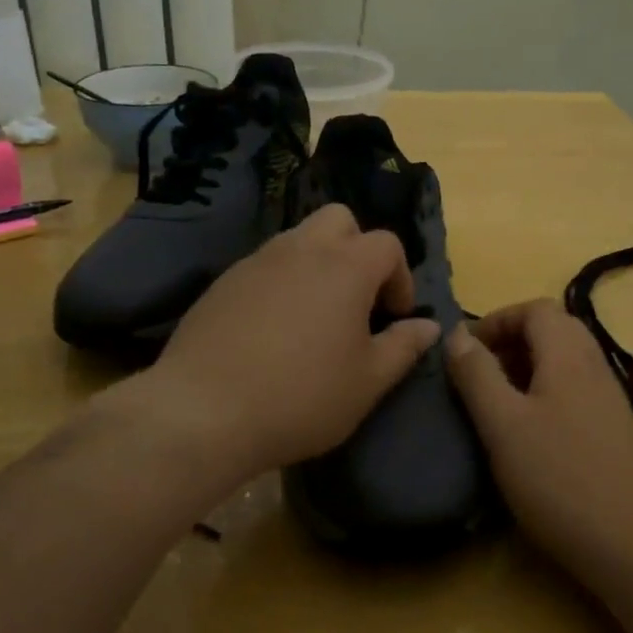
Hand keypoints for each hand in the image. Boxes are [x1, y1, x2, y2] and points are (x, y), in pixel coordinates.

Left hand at [148, 204, 439, 481]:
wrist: (203, 412)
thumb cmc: (301, 397)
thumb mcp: (368, 382)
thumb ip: (404, 347)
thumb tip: (429, 326)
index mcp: (345, 266)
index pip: (387, 244)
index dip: (400, 276)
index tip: (394, 316)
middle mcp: (301, 249)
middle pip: (340, 220)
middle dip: (358, 250)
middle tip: (357, 299)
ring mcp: (256, 261)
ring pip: (299, 238)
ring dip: (318, 263)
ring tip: (316, 316)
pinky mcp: (223, 282)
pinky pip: (265, 265)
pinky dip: (282, 281)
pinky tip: (274, 329)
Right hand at [445, 299, 632, 587]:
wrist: (632, 544)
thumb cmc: (558, 478)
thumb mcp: (503, 424)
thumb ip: (477, 374)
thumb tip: (456, 334)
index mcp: (569, 354)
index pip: (534, 308)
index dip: (496, 320)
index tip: (465, 351)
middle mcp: (595, 364)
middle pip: (553, 329)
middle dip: (511, 341)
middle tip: (479, 373)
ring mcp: (610, 396)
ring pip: (564, 359)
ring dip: (527, 367)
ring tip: (496, 402)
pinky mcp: (614, 427)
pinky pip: (575, 387)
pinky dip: (546, 391)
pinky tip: (529, 432)